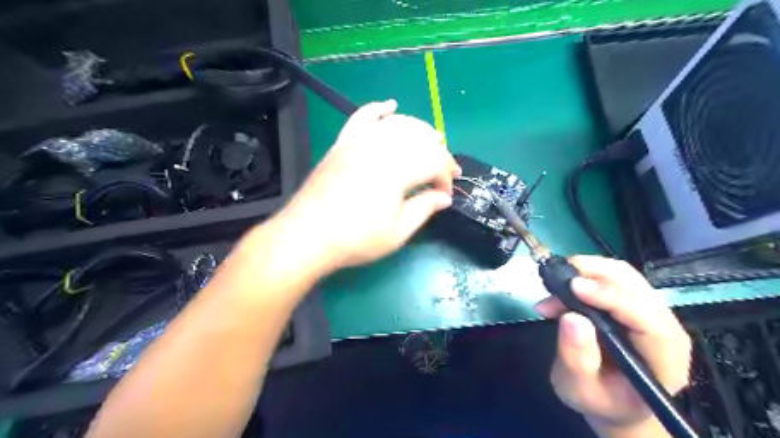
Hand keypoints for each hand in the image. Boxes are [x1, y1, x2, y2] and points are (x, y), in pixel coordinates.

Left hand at [275, 99, 457, 270]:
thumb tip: (444, 198)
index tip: (446, 196)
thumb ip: (424, 209)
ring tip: (431, 142)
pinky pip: (362, 117)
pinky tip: (390, 106)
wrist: (307, 236)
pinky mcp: (342, 144)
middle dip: (439, 153)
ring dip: (419, 129)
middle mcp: (380, 148)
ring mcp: (358, 142)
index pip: (434, 162)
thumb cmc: (355, 239)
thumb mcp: (397, 232)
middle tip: (444, 172)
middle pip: (420, 138)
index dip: (446, 178)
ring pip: (397, 123)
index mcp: (397, 170)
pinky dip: (378, 109)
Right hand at [533, 256, 689, 430]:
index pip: (645, 318)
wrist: (613, 403)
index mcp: (663, 358)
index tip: (574, 287)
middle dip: (593, 273)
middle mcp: (664, 328)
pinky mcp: (633, 304)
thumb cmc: (600, 401)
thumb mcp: (580, 390)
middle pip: (634, 285)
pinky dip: (584, 276)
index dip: (610, 297)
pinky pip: (612, 278)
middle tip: (555, 277)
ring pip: (623, 274)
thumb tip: (572, 317)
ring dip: (586, 271)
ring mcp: (650, 313)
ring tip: (553, 285)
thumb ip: (577, 358)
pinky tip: (560, 290)